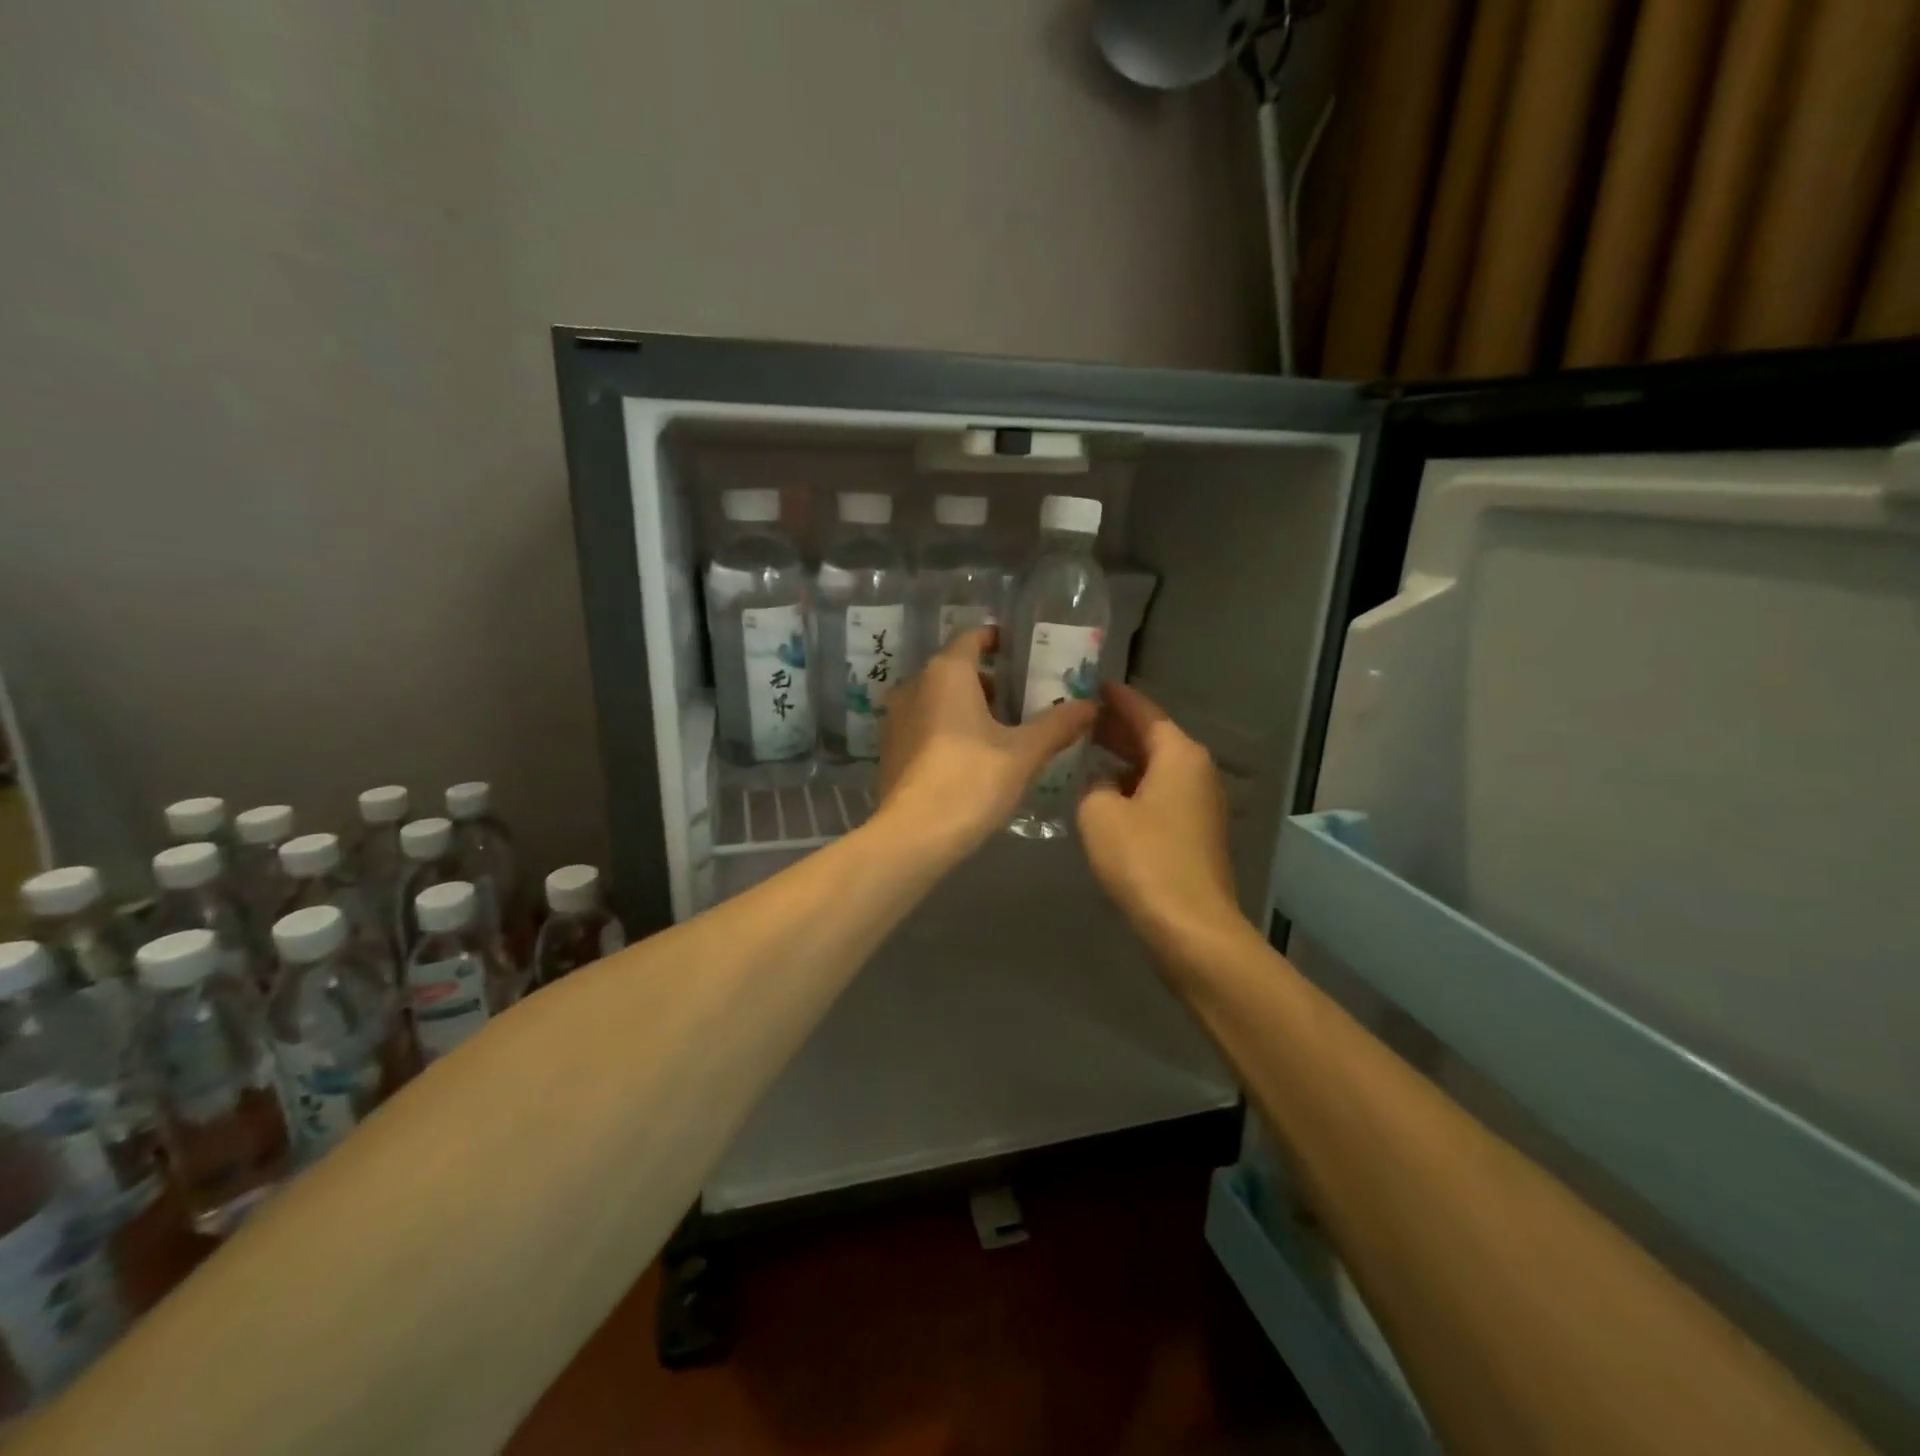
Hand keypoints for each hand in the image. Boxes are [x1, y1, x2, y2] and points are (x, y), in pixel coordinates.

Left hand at [876, 627, 1096, 859]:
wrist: (914, 835)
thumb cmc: (971, 781)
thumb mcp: (1024, 753)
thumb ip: (1058, 725)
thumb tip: (1091, 705)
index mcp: (946, 673)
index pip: (972, 637)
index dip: (997, 639)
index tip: (1021, 651)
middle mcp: (914, 686)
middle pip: (954, 669)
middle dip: (987, 680)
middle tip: (1021, 698)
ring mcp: (895, 718)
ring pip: (936, 698)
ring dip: (965, 706)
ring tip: (1000, 730)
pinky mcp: (889, 749)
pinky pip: (923, 725)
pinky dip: (946, 729)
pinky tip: (970, 757)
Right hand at [1077, 682, 1245, 956]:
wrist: (1190, 927)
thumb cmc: (1143, 859)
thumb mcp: (1099, 813)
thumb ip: (1093, 784)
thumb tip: (1102, 782)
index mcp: (1178, 754)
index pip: (1144, 711)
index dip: (1115, 697)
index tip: (1090, 683)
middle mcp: (1197, 771)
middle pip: (1154, 738)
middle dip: (1117, 727)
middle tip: (1079, 717)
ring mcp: (1201, 804)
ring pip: (1157, 768)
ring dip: (1124, 759)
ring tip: (1086, 752)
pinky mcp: (1196, 834)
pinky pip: (1161, 794)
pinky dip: (1135, 786)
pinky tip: (1107, 795)